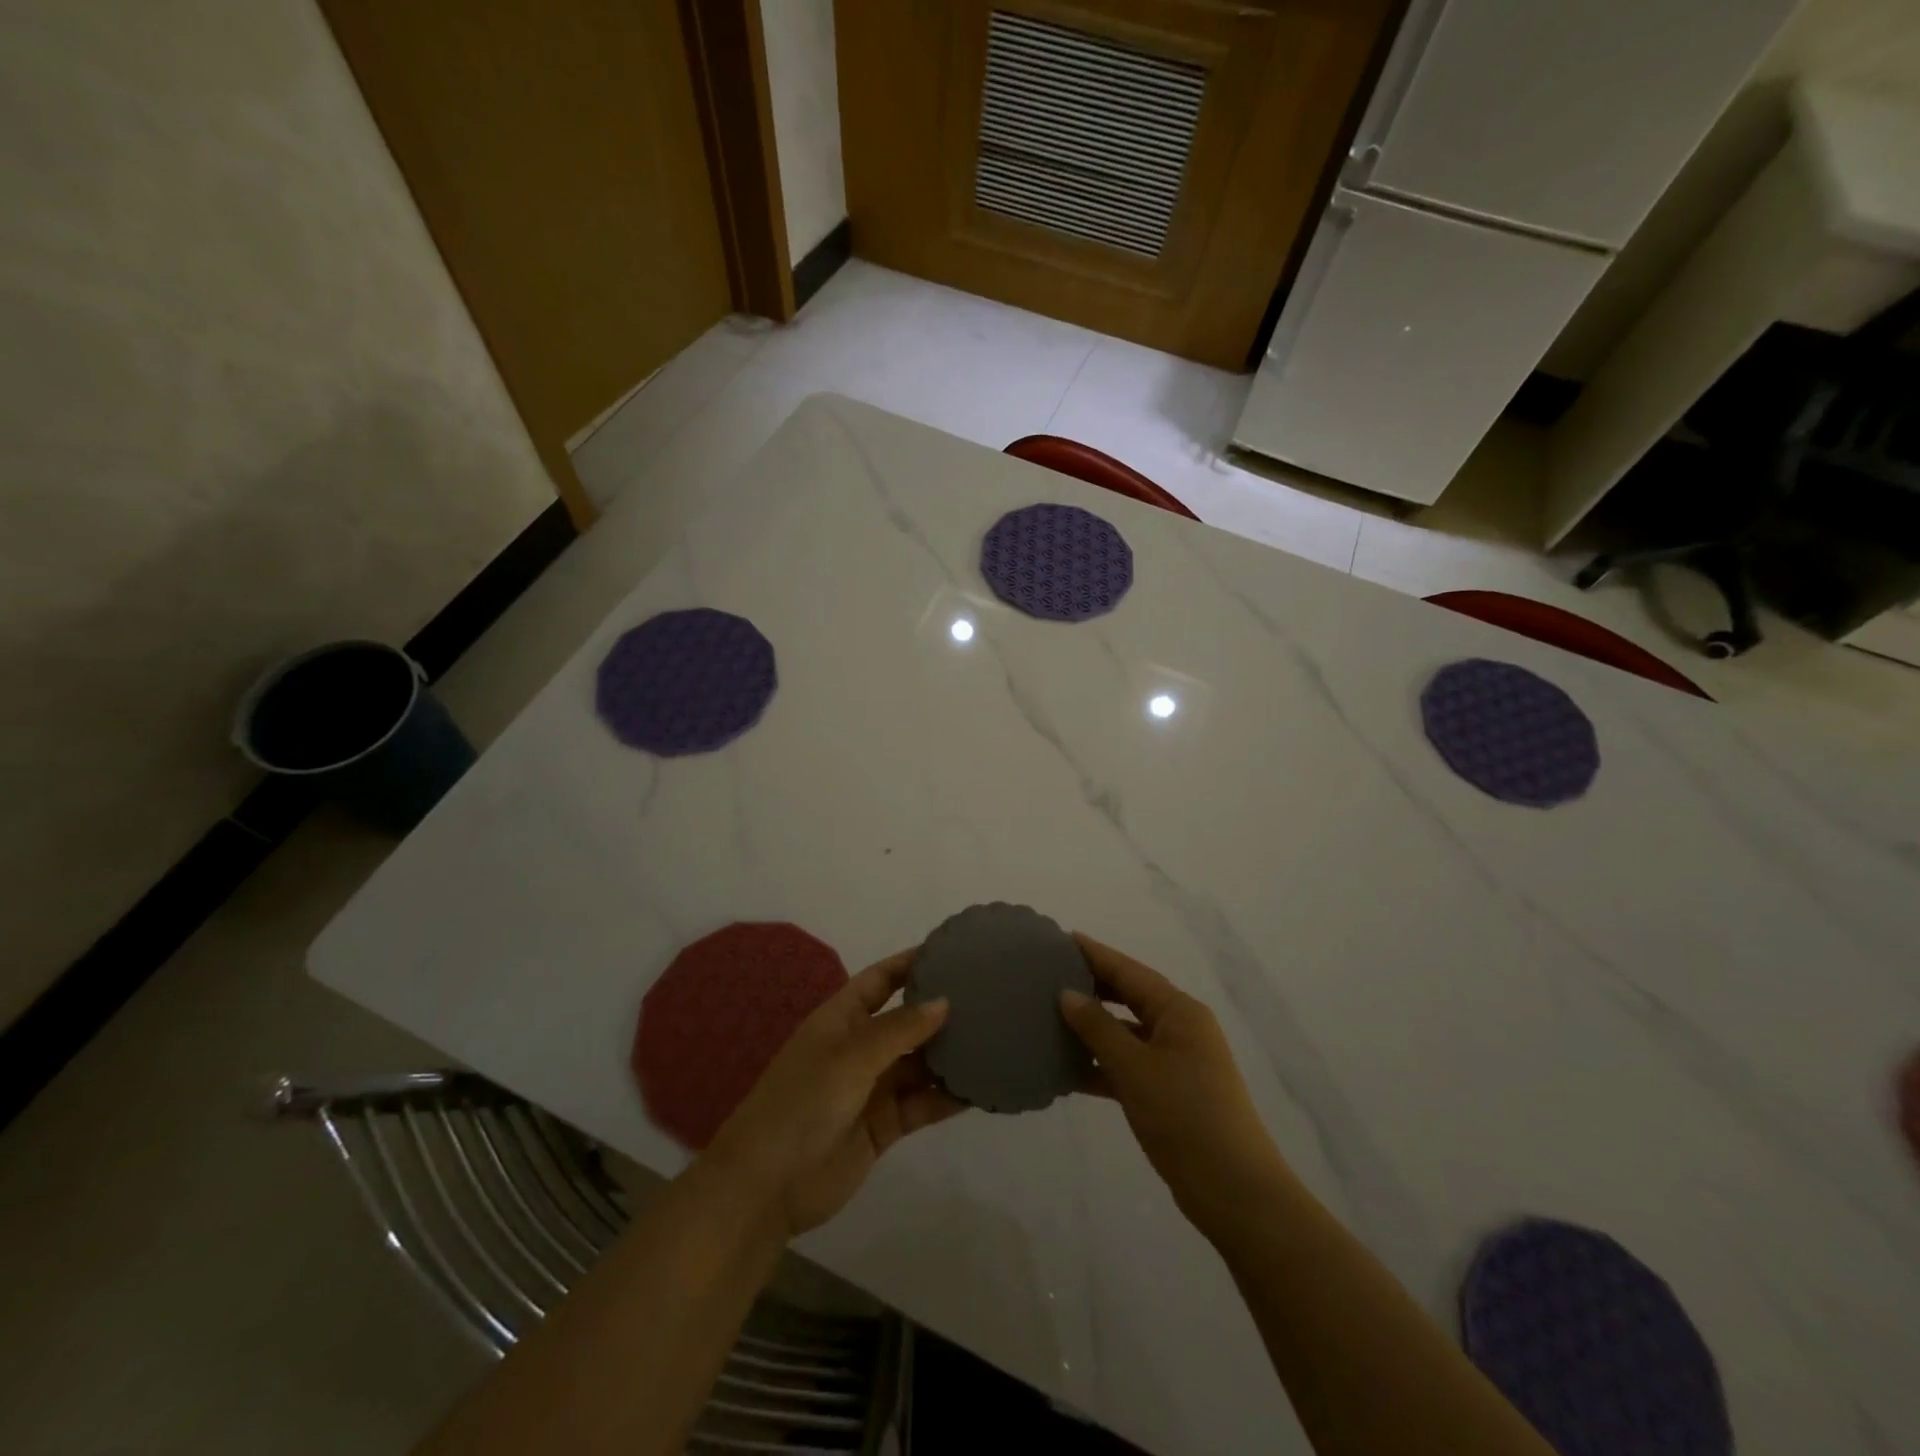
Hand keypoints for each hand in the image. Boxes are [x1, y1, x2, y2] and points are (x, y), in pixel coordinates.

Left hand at [700, 950, 963, 1238]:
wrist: (768, 1185)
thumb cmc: (804, 1102)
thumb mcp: (851, 1057)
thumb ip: (900, 1030)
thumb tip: (944, 1001)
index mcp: (841, 1020)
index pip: (880, 980)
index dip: (910, 964)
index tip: (951, 951)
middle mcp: (859, 1048)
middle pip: (906, 1022)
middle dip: (940, 1011)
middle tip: (988, 997)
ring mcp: (872, 1088)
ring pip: (919, 1064)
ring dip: (949, 1056)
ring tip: (995, 1039)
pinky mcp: (884, 1126)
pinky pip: (922, 1104)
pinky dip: (947, 1097)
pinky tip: (981, 1089)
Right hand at [1060, 935, 1293, 1233]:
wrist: (1234, 1192)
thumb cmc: (1185, 1115)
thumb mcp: (1134, 1067)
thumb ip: (1098, 1028)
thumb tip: (1067, 993)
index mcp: (1179, 1011)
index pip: (1129, 971)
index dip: (1096, 954)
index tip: (1061, 939)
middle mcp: (1180, 1029)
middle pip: (1129, 998)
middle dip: (1093, 987)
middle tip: (1049, 975)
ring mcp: (1177, 1063)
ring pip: (1127, 1033)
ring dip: (1093, 1029)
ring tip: (1050, 1017)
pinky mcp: (1170, 1094)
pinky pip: (1129, 1066)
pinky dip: (1102, 1065)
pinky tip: (1068, 1069)